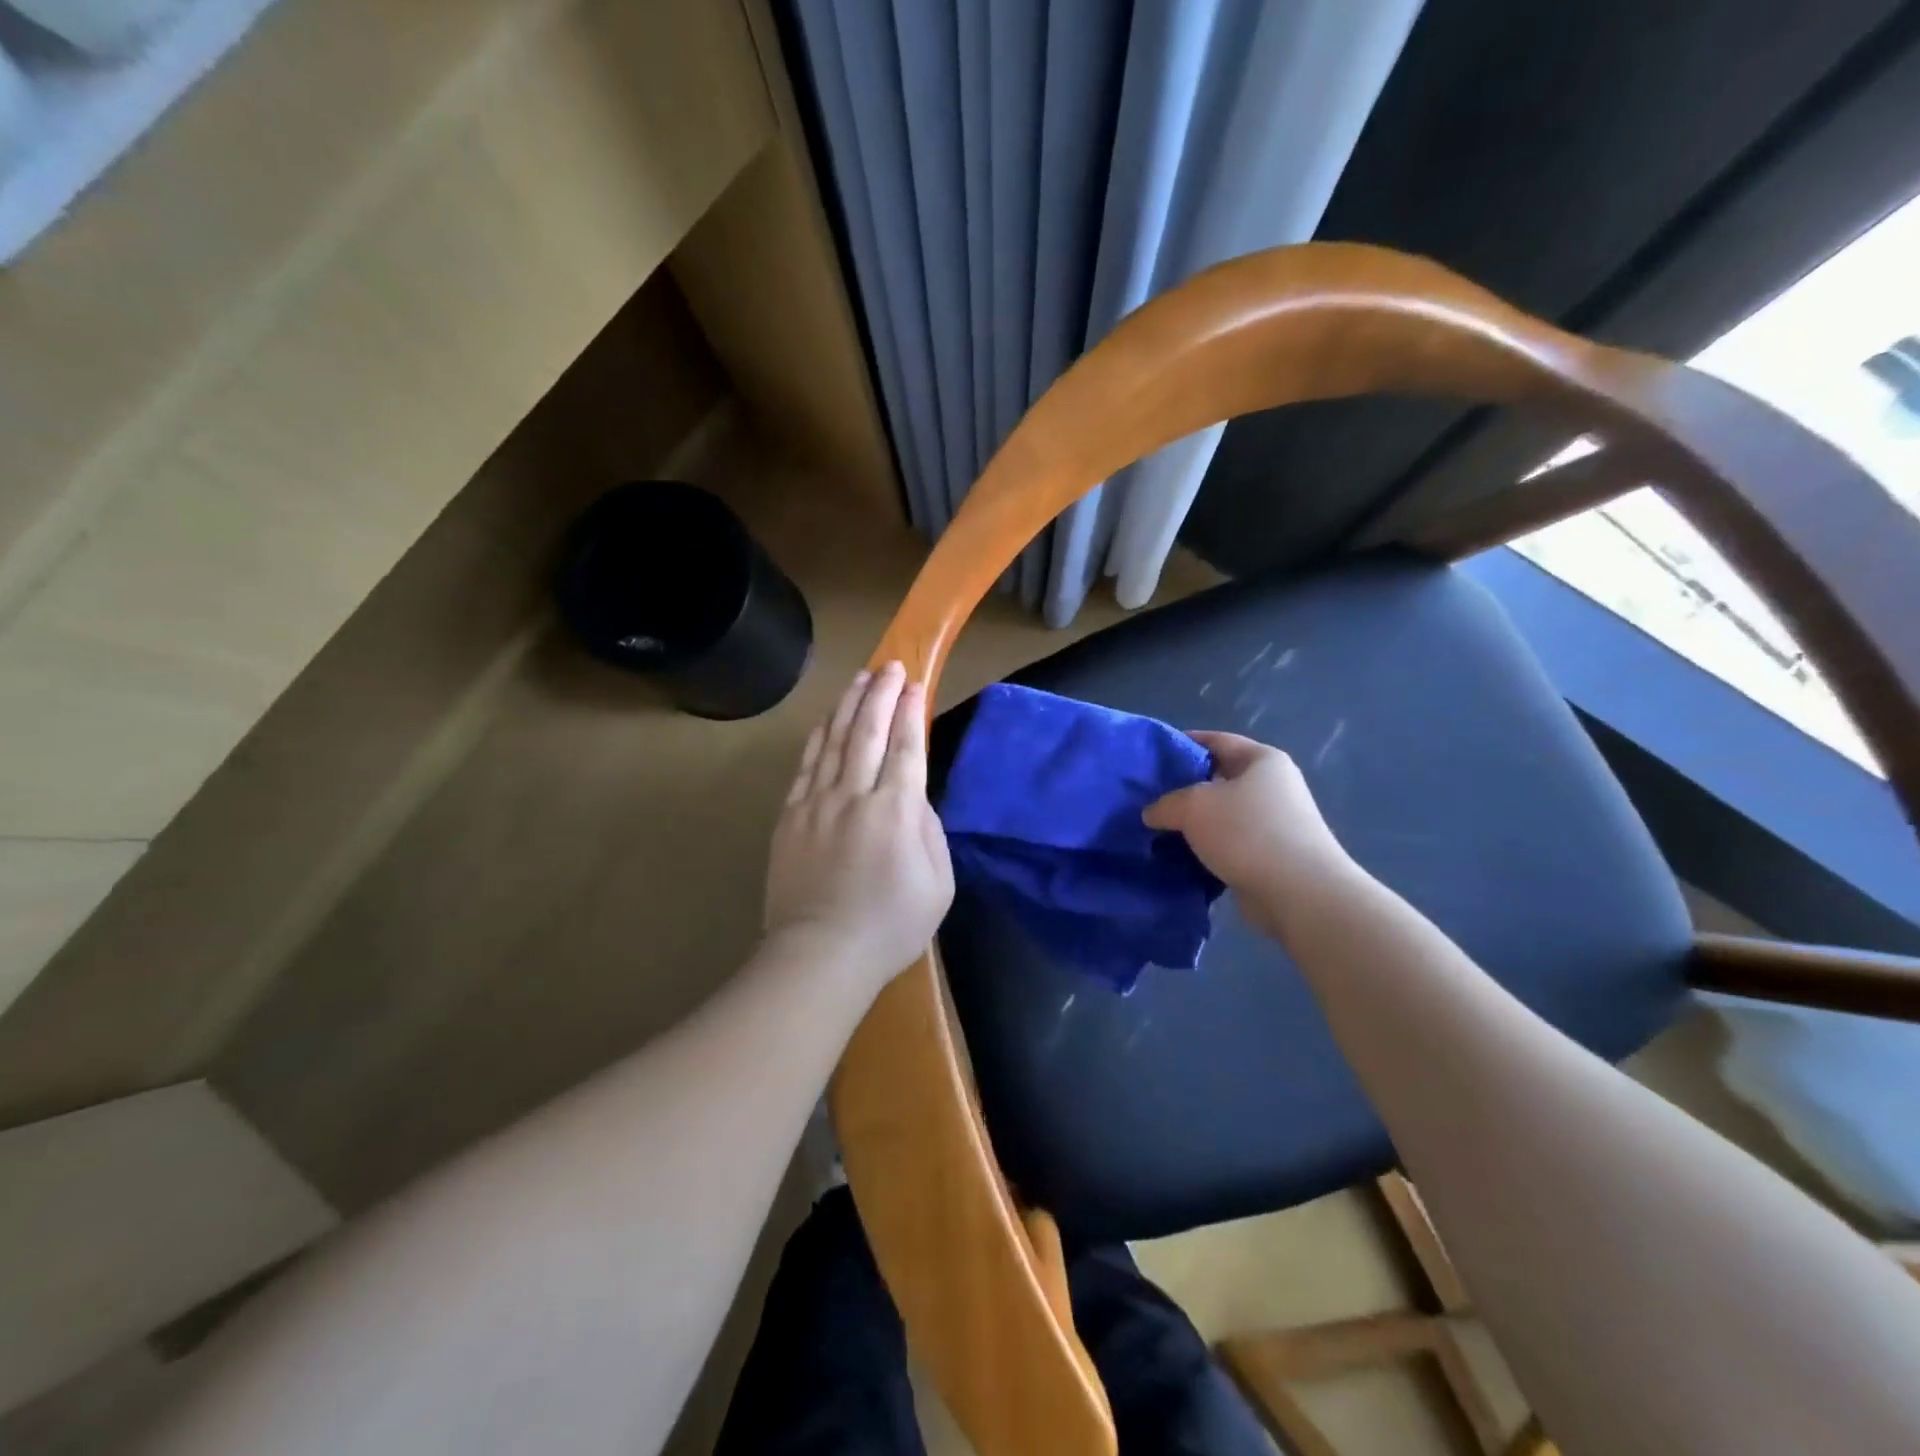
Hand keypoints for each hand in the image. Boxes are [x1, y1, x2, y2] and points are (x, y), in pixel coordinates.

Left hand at [764, 662, 953, 996]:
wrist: (820, 955)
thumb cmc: (890, 926)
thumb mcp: (938, 885)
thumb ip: (930, 832)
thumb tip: (915, 798)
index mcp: (896, 811)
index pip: (907, 748)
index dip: (911, 711)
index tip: (914, 683)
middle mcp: (855, 795)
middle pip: (868, 732)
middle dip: (881, 694)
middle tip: (889, 666)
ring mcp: (817, 803)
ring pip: (834, 740)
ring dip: (849, 705)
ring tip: (860, 679)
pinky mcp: (790, 816)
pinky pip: (806, 765)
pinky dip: (819, 737)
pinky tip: (827, 721)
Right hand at [1143, 732, 1356, 935]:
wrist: (1298, 893)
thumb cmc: (1247, 832)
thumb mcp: (1193, 806)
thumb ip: (1166, 803)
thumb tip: (1152, 814)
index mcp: (1263, 760)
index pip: (1217, 740)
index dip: (1184, 743)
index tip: (1153, 756)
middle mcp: (1273, 787)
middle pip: (1219, 779)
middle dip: (1184, 788)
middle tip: (1147, 797)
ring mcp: (1274, 824)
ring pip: (1222, 816)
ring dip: (1193, 824)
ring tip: (1156, 830)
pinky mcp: (1270, 858)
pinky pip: (1229, 845)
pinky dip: (1206, 850)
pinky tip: (1178, 857)